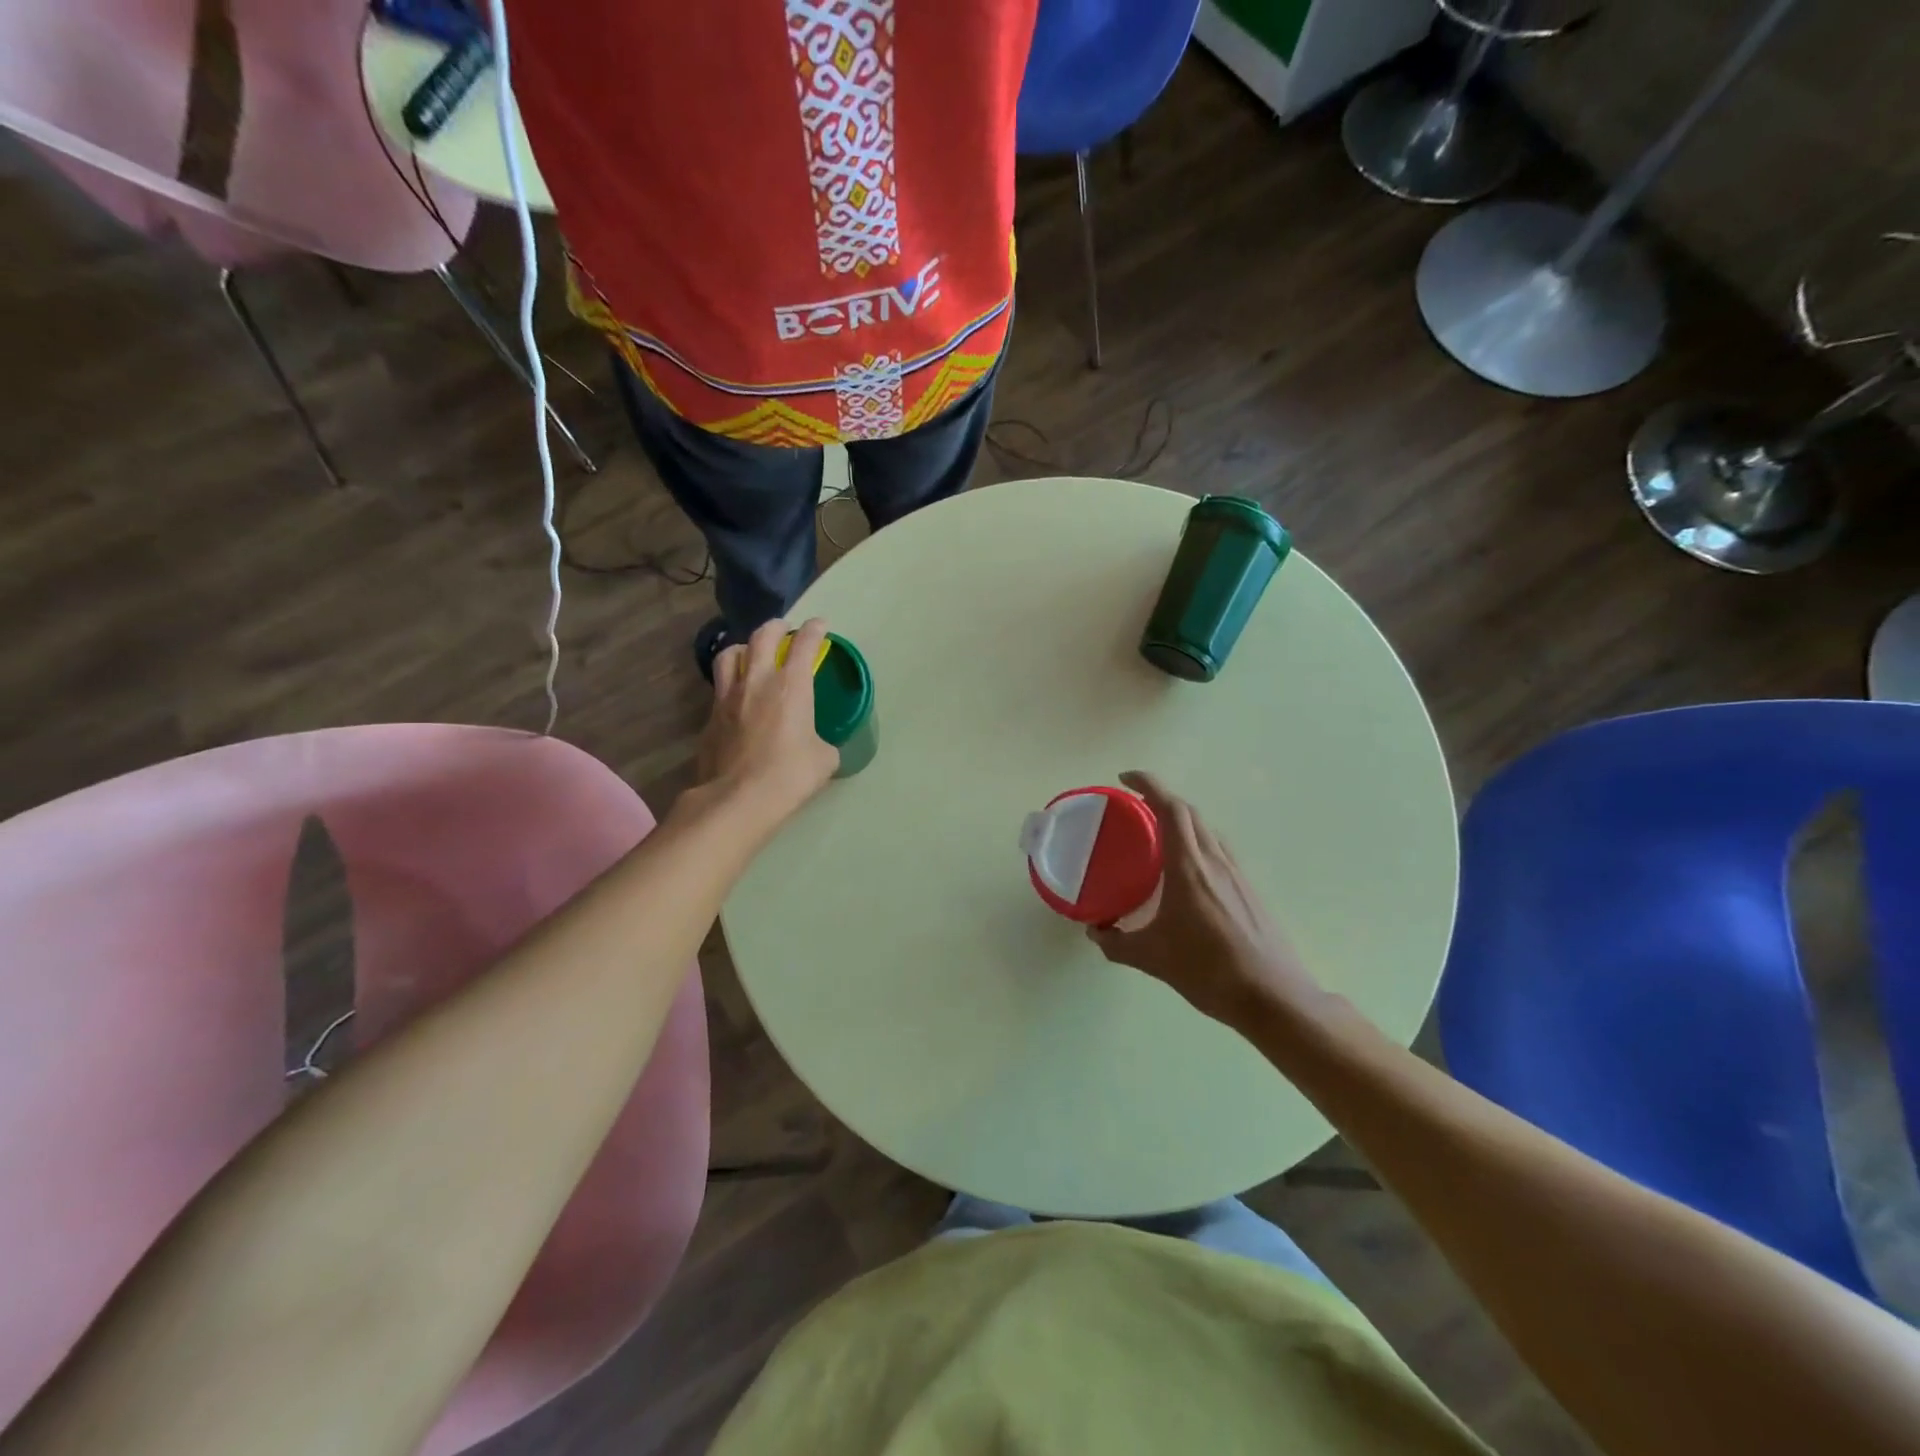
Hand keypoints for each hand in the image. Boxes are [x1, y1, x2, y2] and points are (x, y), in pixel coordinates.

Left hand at [696, 618, 839, 823]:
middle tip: (784, 629)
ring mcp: (728, 697)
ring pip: (730, 654)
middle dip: (776, 627)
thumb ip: (822, 743)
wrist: (738, 798)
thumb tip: (818, 746)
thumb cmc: (790, 775)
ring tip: (751, 653)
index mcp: (791, 685)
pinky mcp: (710, 717)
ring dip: (744, 647)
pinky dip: (731, 681)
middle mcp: (757, 681)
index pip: (805, 645)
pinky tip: (737, 694)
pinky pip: (719, 686)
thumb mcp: (824, 759)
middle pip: (762, 637)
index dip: (814, 630)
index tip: (819, 625)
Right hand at [1088, 772, 1324, 1033]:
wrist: (1272, 996)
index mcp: (1188, 867)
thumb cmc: (1207, 971)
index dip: (1148, 784)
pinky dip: (1197, 845)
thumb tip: (1094, 931)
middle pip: (1189, 813)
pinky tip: (1187, 875)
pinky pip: (1219, 852)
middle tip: (1135, 808)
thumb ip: (1116, 942)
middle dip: (1161, 800)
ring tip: (1158, 838)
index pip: (1171, 808)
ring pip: (1206, 831)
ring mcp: (1236, 874)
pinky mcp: (1249, 891)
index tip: (1125, 779)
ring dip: (1182, 822)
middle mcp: (1215, 861)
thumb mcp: (1151, 958)